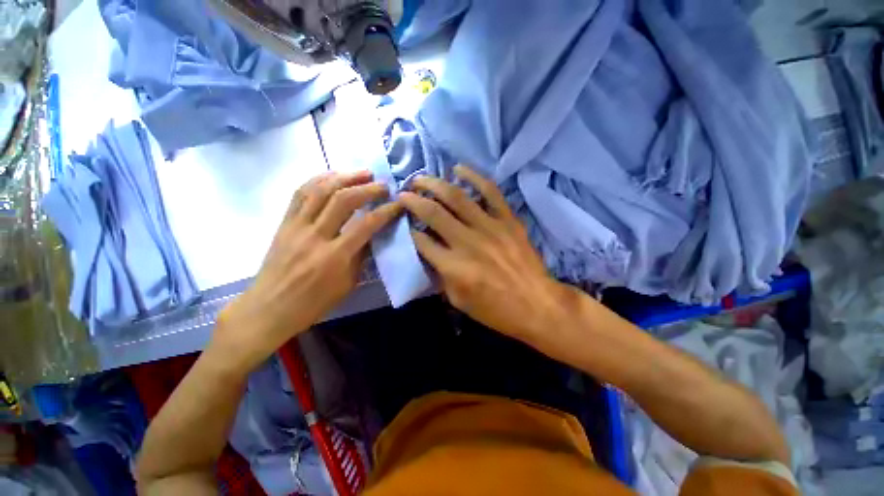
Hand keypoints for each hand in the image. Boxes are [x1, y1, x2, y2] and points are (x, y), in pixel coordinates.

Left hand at [214, 170, 400, 370]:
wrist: (269, 307)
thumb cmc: (314, 302)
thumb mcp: (348, 284)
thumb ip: (361, 255)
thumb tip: (372, 233)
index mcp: (335, 256)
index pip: (367, 224)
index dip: (386, 210)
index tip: (398, 203)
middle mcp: (316, 236)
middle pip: (344, 200)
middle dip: (368, 188)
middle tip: (383, 185)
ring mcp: (296, 226)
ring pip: (321, 189)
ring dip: (345, 176)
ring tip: (363, 173)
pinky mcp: (284, 222)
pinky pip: (300, 193)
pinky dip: (319, 179)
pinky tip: (334, 176)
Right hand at [399, 165, 568, 342]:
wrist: (537, 305)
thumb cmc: (495, 310)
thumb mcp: (458, 300)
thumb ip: (440, 275)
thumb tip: (429, 253)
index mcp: (453, 266)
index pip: (421, 241)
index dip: (408, 230)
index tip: (404, 223)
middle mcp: (467, 242)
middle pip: (433, 213)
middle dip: (413, 200)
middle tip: (404, 193)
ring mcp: (490, 227)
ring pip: (456, 197)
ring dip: (434, 184)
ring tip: (421, 178)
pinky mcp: (508, 220)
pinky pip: (490, 192)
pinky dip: (474, 177)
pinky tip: (459, 169)